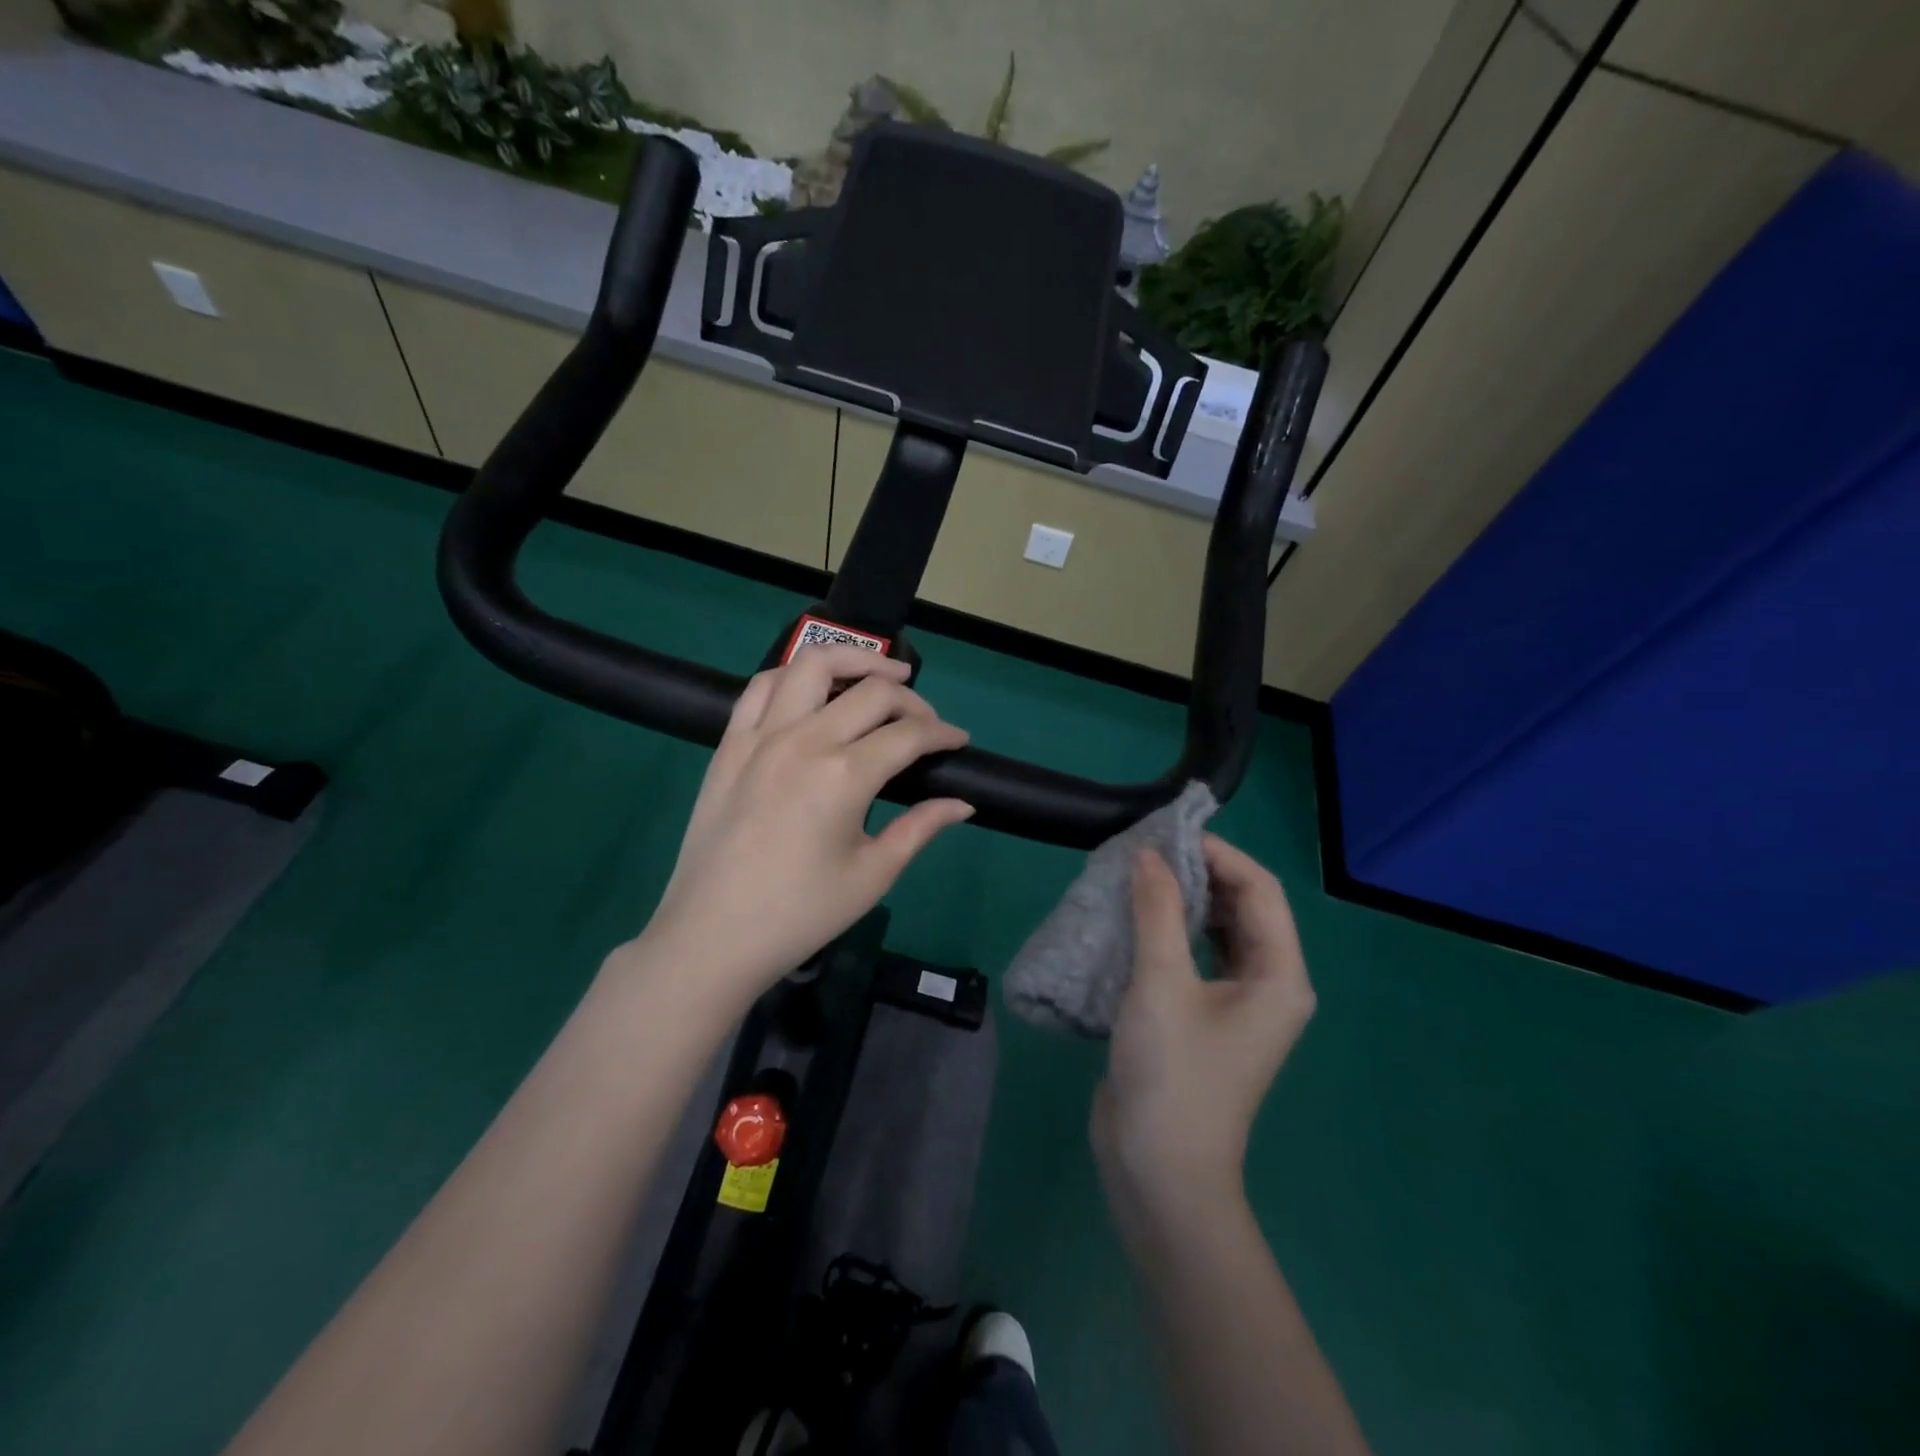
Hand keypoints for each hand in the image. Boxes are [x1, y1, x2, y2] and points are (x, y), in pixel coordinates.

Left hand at [635, 644, 972, 1006]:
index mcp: (845, 775)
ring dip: (854, 659)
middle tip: (926, 722)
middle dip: (912, 699)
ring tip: (879, 674)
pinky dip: (795, 675)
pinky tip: (813, 689)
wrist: (713, 936)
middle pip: (872, 690)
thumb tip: (962, 803)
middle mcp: (804, 739)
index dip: (943, 733)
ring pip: (812, 663)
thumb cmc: (800, 913)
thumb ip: (921, 828)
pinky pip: (762, 686)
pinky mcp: (730, 743)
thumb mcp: (872, 875)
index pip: (909, 733)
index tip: (959, 741)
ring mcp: (761, 735)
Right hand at [1092, 835, 1315, 1230]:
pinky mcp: (1203, 1017)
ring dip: (1183, 901)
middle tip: (1148, 851)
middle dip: (1200, 874)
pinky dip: (1171, 930)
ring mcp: (1237, 1004)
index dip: (1219, 854)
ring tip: (1139, 875)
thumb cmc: (1173, 1075)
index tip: (1168, 834)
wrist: (1160, 1171)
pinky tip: (1136, 918)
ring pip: (1217, 930)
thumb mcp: (1162, 984)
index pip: (1259, 890)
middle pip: (1242, 907)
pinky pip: (1195, 956)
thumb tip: (1149, 854)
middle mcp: (1268, 985)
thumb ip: (1157, 911)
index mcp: (1279, 976)